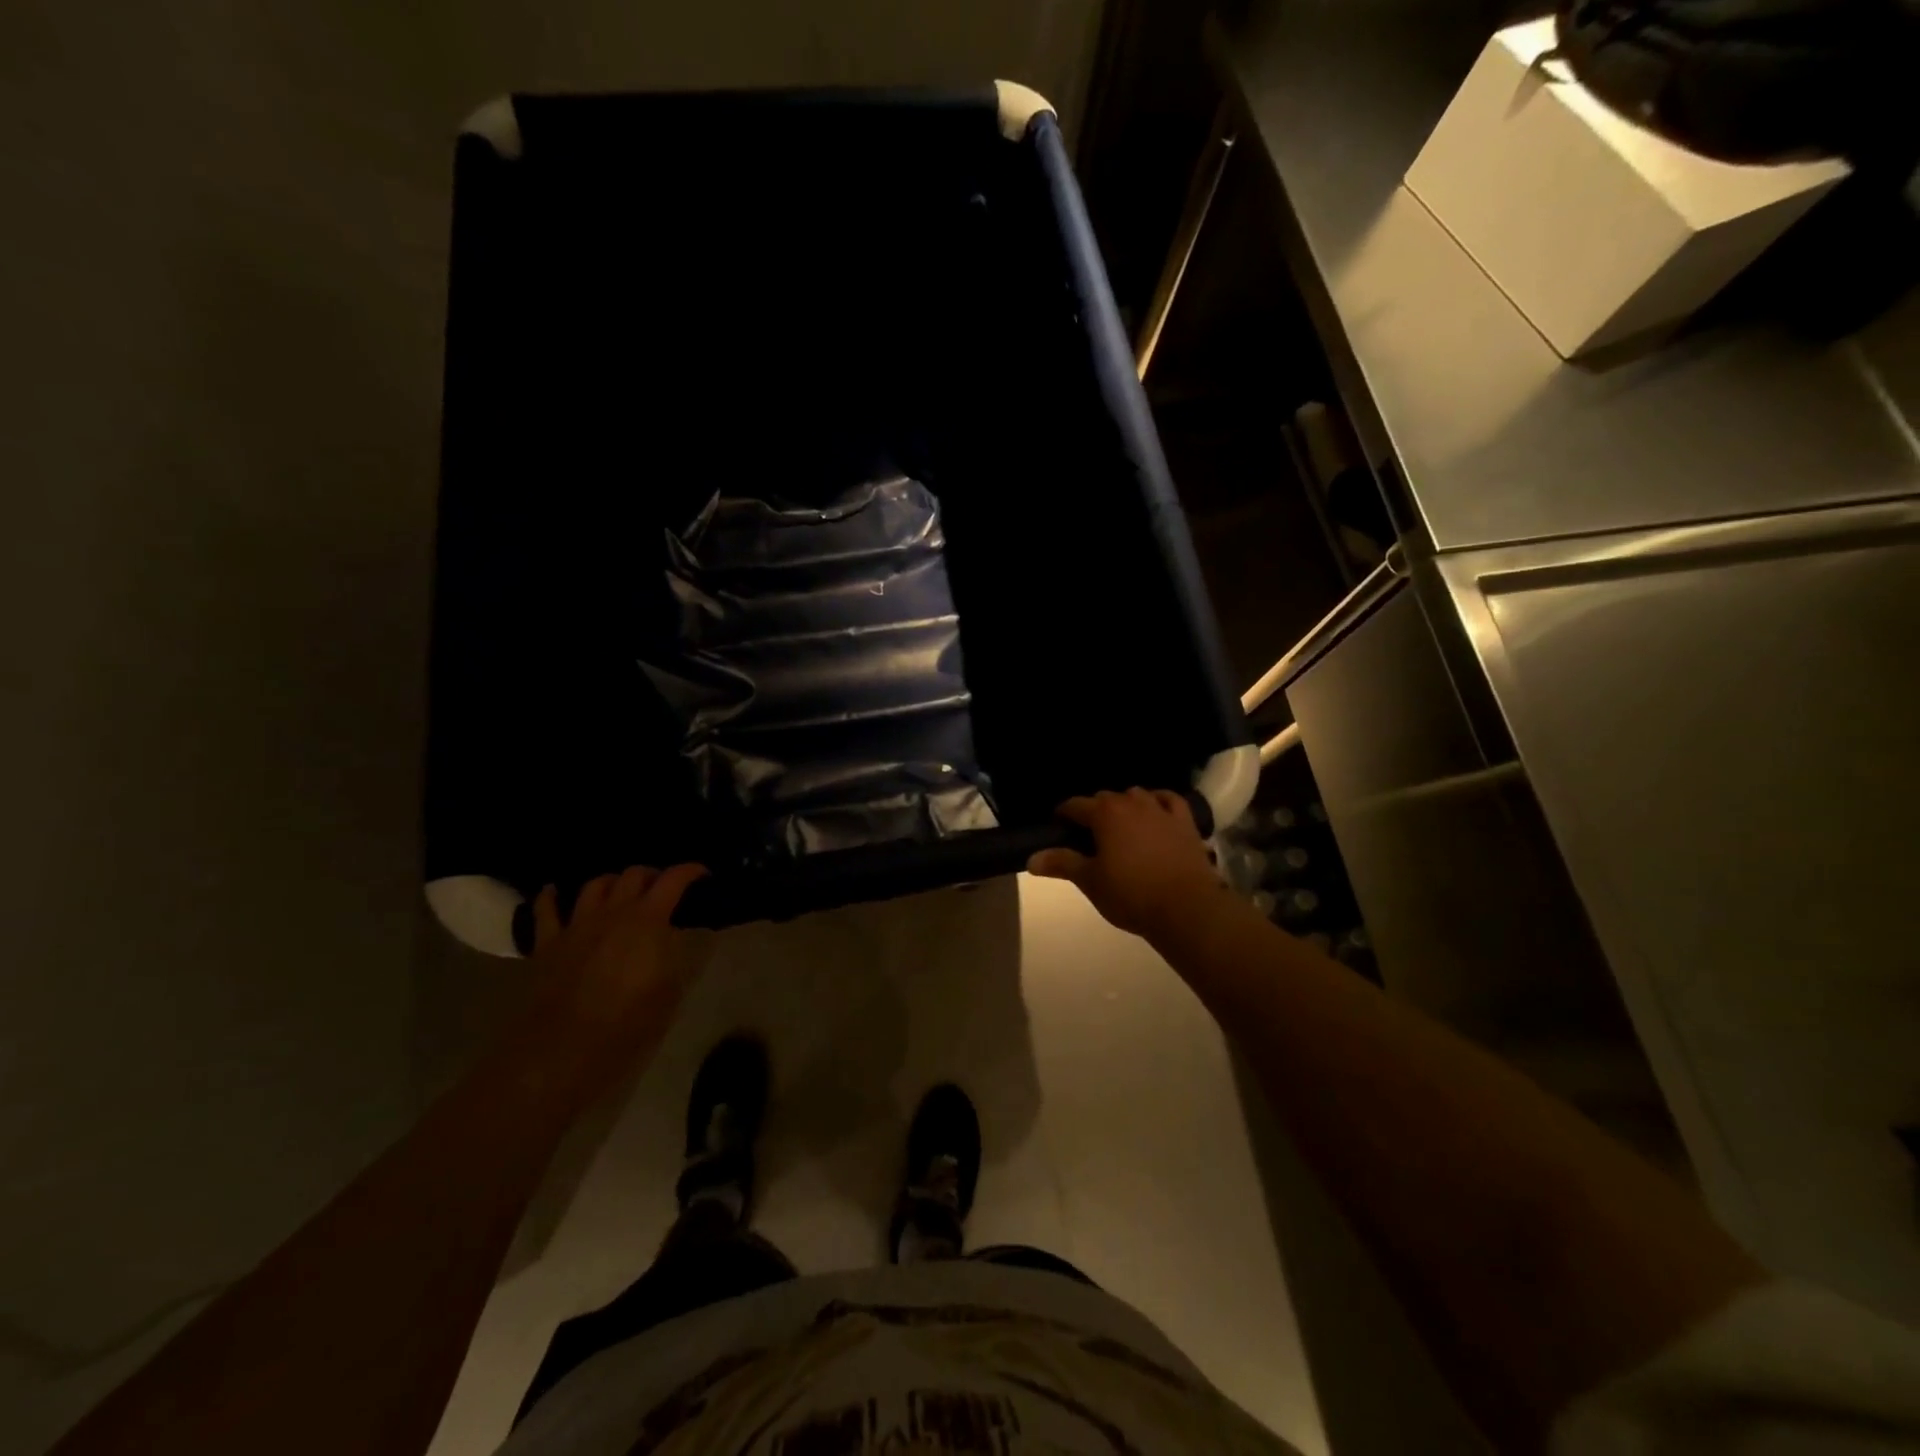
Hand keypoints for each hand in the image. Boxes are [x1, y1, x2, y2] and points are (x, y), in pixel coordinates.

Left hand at [517, 865, 708, 1101]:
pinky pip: (546, 910)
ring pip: (595, 885)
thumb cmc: (627, 1023)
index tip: (703, 875)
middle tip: (663, 890)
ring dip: (613, 882)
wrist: (564, 1048)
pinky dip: (551, 897)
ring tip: (621, 891)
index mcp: (648, 920)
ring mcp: (577, 925)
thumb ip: (675, 954)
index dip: (691, 871)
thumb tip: (675, 936)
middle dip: (652, 875)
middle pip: (633, 875)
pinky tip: (554, 892)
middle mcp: (613, 912)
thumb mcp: (670, 990)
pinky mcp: (547, 943)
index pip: (673, 880)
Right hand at [1026, 788, 1227, 939]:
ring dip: (1125, 804)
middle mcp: (1132, 803)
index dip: (1063, 814)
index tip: (1057, 826)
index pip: (1076, 805)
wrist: (1186, 908)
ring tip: (1120, 824)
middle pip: (1106, 798)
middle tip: (1087, 834)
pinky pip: (1170, 800)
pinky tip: (1156, 810)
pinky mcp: (1186, 822)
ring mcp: (1162, 810)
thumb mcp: (1090, 881)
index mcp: (1105, 814)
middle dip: (1094, 810)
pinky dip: (1160, 801)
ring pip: (1137, 795)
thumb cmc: (1131, 894)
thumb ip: (1062, 864)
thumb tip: (1031, 859)